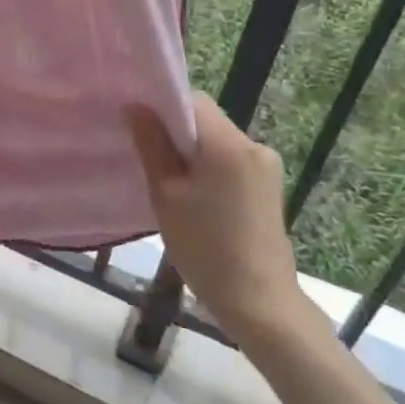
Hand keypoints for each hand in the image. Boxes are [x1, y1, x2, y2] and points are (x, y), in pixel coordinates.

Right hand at [125, 93, 307, 345]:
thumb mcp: (166, 194)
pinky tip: (195, 199)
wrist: (259, 302)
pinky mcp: (269, 186)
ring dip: (192, 153)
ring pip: (217, 142)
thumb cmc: (205, 248)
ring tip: (170, 185)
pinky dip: (209, 169)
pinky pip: (230, 161)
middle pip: (206, 120)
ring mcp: (266, 166)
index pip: (192, 101)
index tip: (139, 129)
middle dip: (176, 133)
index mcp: (229, 144)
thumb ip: (151, 145)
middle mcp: (254, 145)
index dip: (162, 108)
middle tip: (149, 161)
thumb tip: (135, 106)